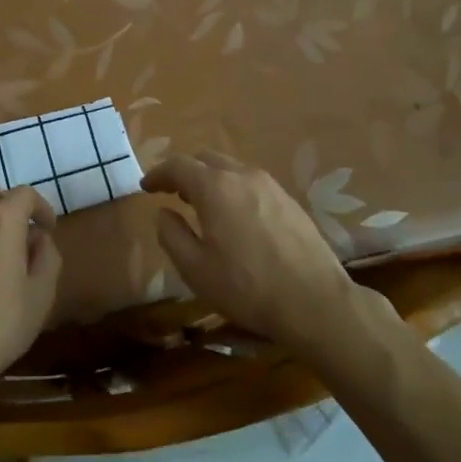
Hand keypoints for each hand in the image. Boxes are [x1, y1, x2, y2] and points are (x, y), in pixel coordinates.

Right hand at [142, 150, 384, 351]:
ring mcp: (270, 185)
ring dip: (210, 179)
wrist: (315, 302)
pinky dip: (233, 189)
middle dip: (185, 172)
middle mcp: (242, 175)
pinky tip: (234, 217)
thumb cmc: (247, 288)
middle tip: (173, 194)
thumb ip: (171, 235)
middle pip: (205, 159)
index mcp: (215, 187)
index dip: (158, 174)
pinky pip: (251, 182)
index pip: (178, 165)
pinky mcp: (288, 200)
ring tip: (203, 206)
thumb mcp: (195, 269)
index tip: (146, 188)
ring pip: (231, 168)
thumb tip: (164, 213)